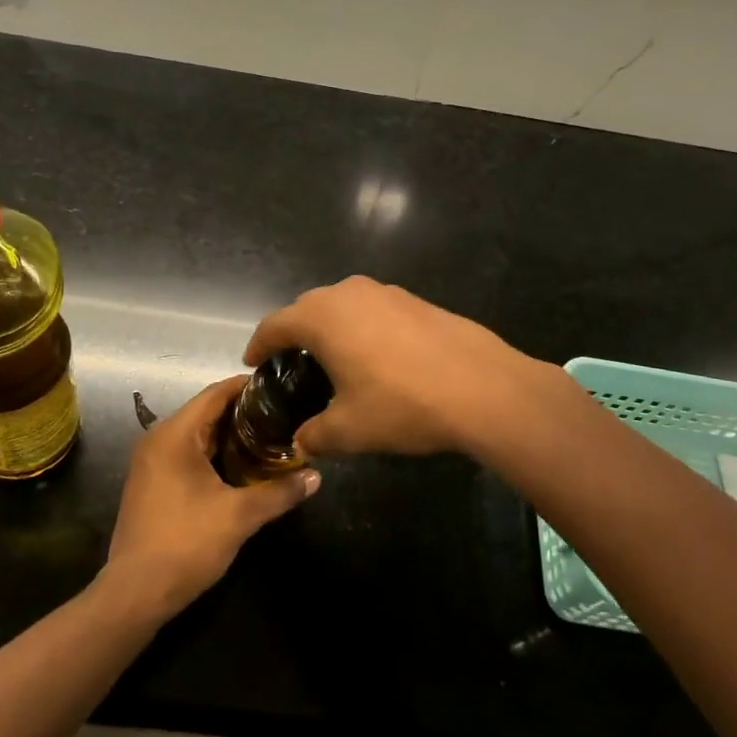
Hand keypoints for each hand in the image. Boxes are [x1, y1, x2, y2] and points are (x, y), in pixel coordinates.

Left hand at [103, 376, 319, 617]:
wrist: (135, 593)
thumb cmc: (186, 543)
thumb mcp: (239, 516)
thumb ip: (279, 493)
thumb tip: (316, 477)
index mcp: (174, 435)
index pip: (215, 394)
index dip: (247, 387)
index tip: (280, 387)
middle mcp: (158, 440)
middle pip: (206, 412)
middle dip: (244, 414)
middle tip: (282, 416)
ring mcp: (151, 463)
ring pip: (196, 436)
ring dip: (229, 436)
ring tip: (270, 439)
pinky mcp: (151, 484)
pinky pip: (187, 455)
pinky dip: (214, 455)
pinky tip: (241, 468)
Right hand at [243, 276, 542, 458]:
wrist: (484, 388)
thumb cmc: (403, 406)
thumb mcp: (350, 430)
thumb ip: (316, 435)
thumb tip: (302, 443)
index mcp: (322, 318)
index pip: (275, 324)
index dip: (259, 345)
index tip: (251, 362)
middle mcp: (349, 293)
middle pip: (307, 308)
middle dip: (294, 332)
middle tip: (290, 362)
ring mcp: (387, 292)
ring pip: (343, 304)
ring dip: (330, 326)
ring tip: (332, 357)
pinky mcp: (417, 301)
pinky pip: (374, 309)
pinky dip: (362, 327)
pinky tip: (377, 357)